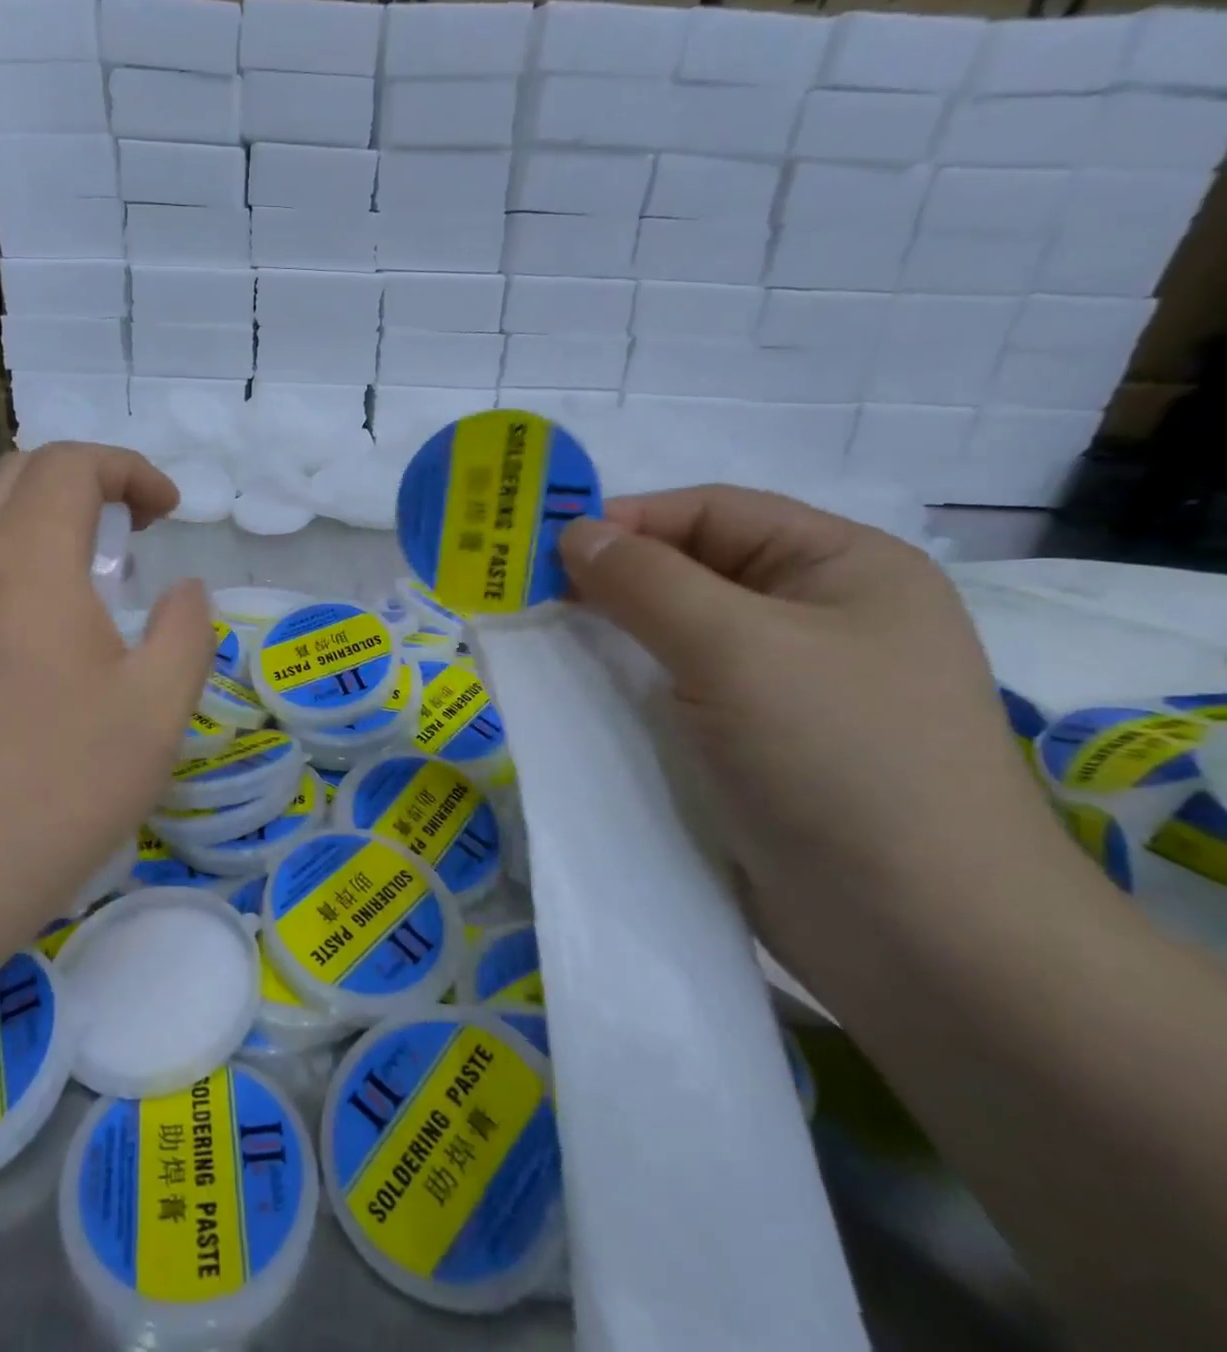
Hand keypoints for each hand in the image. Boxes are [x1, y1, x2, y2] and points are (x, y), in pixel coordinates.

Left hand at [0, 444, 212, 939]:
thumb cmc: (59, 782)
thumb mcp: (157, 708)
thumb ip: (186, 631)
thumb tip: (184, 593)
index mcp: (27, 562)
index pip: (70, 463)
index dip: (128, 469)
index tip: (167, 512)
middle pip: (17, 477)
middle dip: (84, 482)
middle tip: (131, 531)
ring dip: (46, 529)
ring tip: (96, 588)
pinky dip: (17, 573)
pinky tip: (46, 646)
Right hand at [559, 486, 1065, 976]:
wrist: (920, 936)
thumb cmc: (838, 759)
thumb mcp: (736, 648)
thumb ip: (647, 583)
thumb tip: (575, 533)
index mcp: (841, 568)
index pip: (714, 512)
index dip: (629, 519)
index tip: (543, 546)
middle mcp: (816, 618)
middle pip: (693, 573)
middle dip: (612, 579)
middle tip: (528, 596)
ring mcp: (784, 689)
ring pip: (676, 639)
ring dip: (611, 636)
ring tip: (539, 641)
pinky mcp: (752, 749)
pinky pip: (675, 696)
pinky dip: (626, 688)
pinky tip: (577, 695)